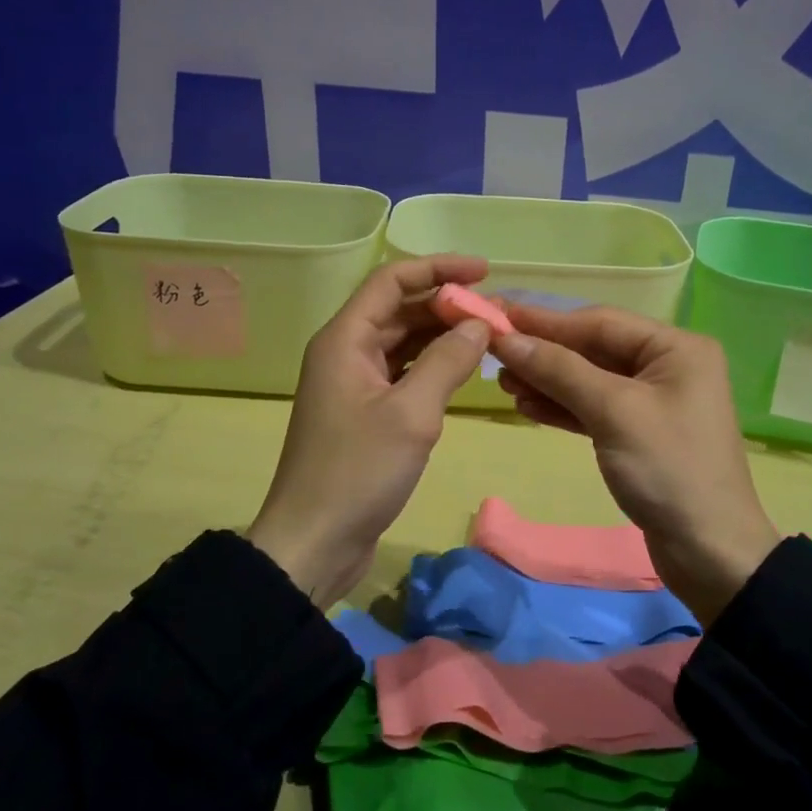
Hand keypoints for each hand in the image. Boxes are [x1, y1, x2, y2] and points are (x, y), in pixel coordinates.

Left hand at [248, 255, 494, 607]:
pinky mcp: (365, 413)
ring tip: (490, 338)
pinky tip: (465, 372)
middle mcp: (346, 352)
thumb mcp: (412, 414)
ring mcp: (354, 384)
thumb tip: (481, 324)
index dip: (438, 269)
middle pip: (399, 310)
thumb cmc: (358, 472)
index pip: (392, 281)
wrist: (313, 542)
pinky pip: (403, 373)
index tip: (484, 271)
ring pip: (404, 343)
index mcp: (345, 340)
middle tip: (498, 313)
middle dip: (447, 306)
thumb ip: (448, 362)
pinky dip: (433, 367)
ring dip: (443, 337)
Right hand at [491, 306, 778, 622]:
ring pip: (590, 380)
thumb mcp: (613, 412)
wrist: (709, 553)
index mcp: (676, 348)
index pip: (600, 322)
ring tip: (503, 383)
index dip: (546, 320)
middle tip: (494, 354)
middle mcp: (667, 366)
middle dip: (545, 353)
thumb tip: (507, 339)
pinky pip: (594, 409)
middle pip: (594, 349)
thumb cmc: (667, 469)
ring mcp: (653, 401)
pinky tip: (527, 406)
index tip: (497, 315)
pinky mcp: (639, 434)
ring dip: (548, 381)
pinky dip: (563, 408)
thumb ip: (560, 370)